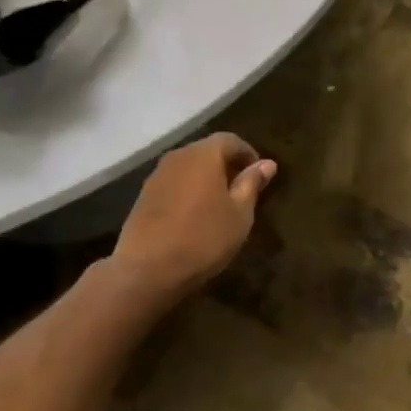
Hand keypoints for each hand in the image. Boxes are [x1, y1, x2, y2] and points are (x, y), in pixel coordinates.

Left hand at [110, 133, 276, 301]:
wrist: (146, 270)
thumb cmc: (203, 238)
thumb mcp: (239, 214)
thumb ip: (251, 184)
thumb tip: (267, 163)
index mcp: (204, 154)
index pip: (230, 140)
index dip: (248, 154)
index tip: (260, 175)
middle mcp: (178, 156)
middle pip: (207, 151)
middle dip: (227, 165)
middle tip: (242, 190)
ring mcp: (157, 176)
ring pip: (189, 168)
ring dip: (206, 179)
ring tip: (220, 204)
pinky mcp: (143, 196)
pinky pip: (174, 184)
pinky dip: (188, 192)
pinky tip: (194, 216)